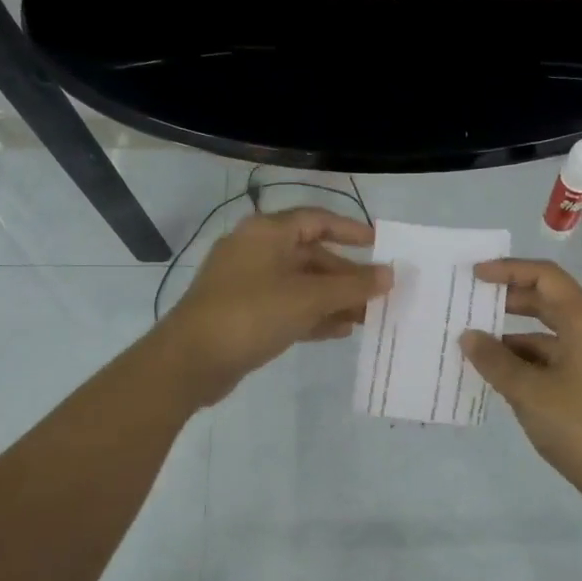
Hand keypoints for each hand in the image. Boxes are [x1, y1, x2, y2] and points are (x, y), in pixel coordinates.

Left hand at [156, 207, 390, 405]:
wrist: (191, 360)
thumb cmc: (253, 314)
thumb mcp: (309, 298)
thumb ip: (352, 286)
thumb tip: (389, 274)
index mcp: (267, 233)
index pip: (317, 220)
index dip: (351, 230)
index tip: (379, 244)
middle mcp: (256, 251)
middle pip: (311, 255)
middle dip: (346, 275)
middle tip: (379, 293)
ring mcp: (247, 283)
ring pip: (301, 284)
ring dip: (334, 299)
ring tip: (367, 317)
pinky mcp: (244, 313)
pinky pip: (287, 307)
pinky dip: (313, 315)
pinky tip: (340, 330)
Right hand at [459, 259, 581, 507]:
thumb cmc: (578, 425)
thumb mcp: (528, 391)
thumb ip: (495, 360)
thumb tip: (469, 337)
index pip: (546, 278)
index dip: (509, 270)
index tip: (475, 276)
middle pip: (548, 302)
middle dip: (509, 300)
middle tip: (471, 304)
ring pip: (548, 334)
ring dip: (513, 336)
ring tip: (474, 345)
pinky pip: (553, 359)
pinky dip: (525, 361)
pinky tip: (498, 375)